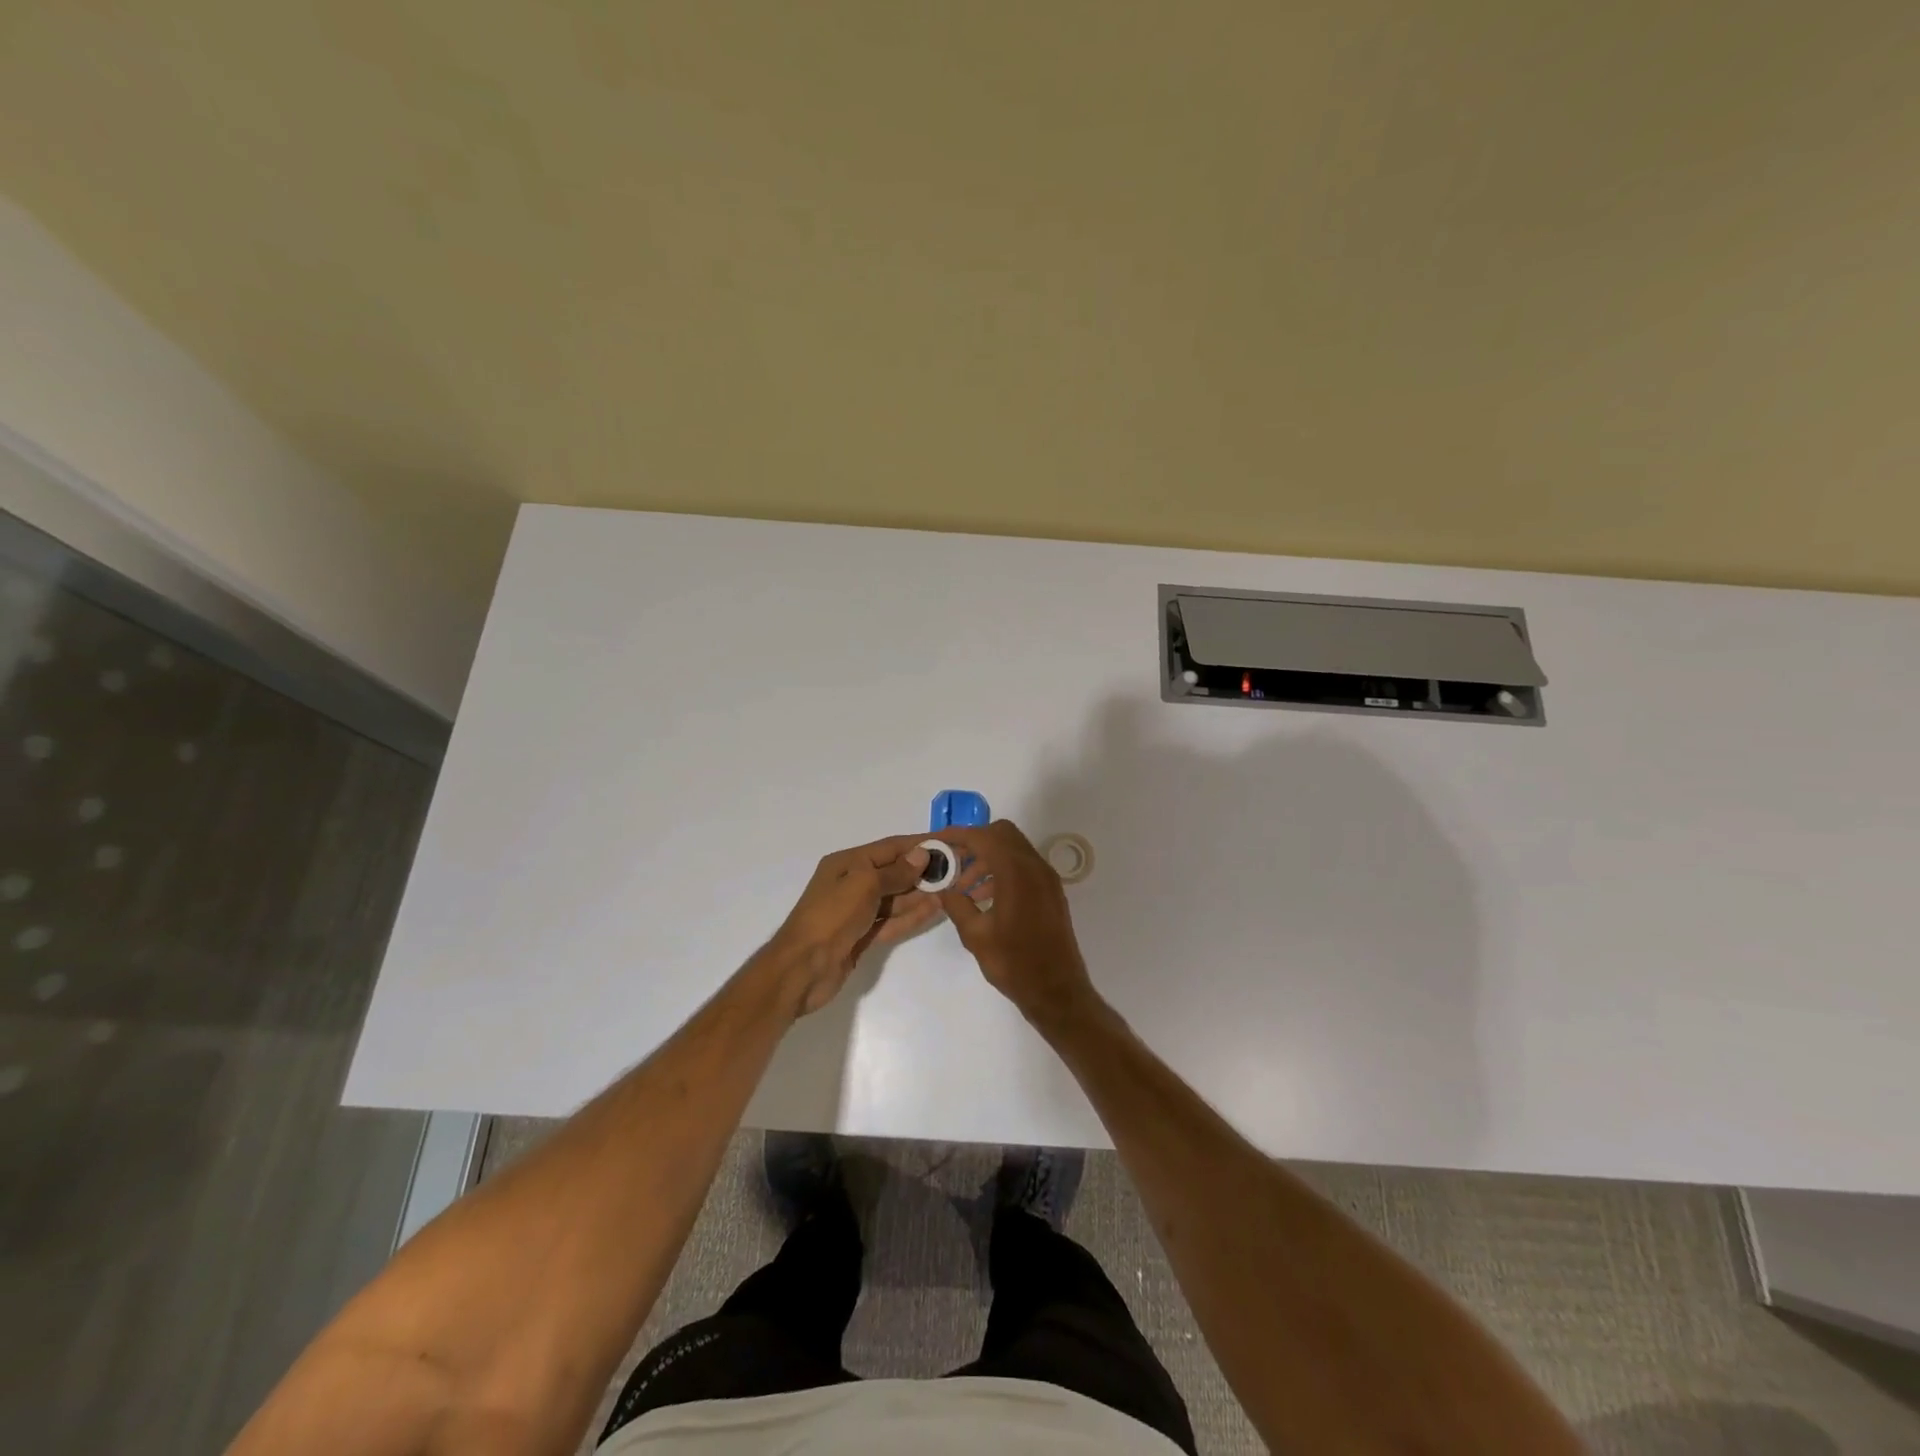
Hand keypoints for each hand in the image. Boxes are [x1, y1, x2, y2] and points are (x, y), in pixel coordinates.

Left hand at [764, 835, 945, 1015]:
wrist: (802, 968)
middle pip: (893, 873)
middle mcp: (851, 883)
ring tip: (951, 889)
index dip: (918, 845)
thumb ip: (895, 872)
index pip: (889, 848)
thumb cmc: (831, 916)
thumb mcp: (864, 884)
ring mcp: (857, 912)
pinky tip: (934, 909)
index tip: (946, 843)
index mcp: (846, 863)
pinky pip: (892, 921)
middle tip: (956, 870)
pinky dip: (911, 916)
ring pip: (895, 898)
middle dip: (922, 871)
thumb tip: (921, 854)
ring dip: (921, 894)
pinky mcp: (862, 936)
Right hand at [932, 820, 1099, 1029]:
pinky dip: (1002, 870)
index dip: (957, 835)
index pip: (983, 837)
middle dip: (974, 842)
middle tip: (952, 862)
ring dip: (987, 858)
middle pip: (1002, 834)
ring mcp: (1047, 879)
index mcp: (1017, 872)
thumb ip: (956, 904)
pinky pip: (1024, 867)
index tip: (936, 842)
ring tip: (964, 888)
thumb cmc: (1014, 963)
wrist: (1057, 991)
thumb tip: (942, 888)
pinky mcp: (1051, 892)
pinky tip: (985, 898)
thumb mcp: (976, 935)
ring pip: (1013, 849)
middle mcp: (1036, 867)